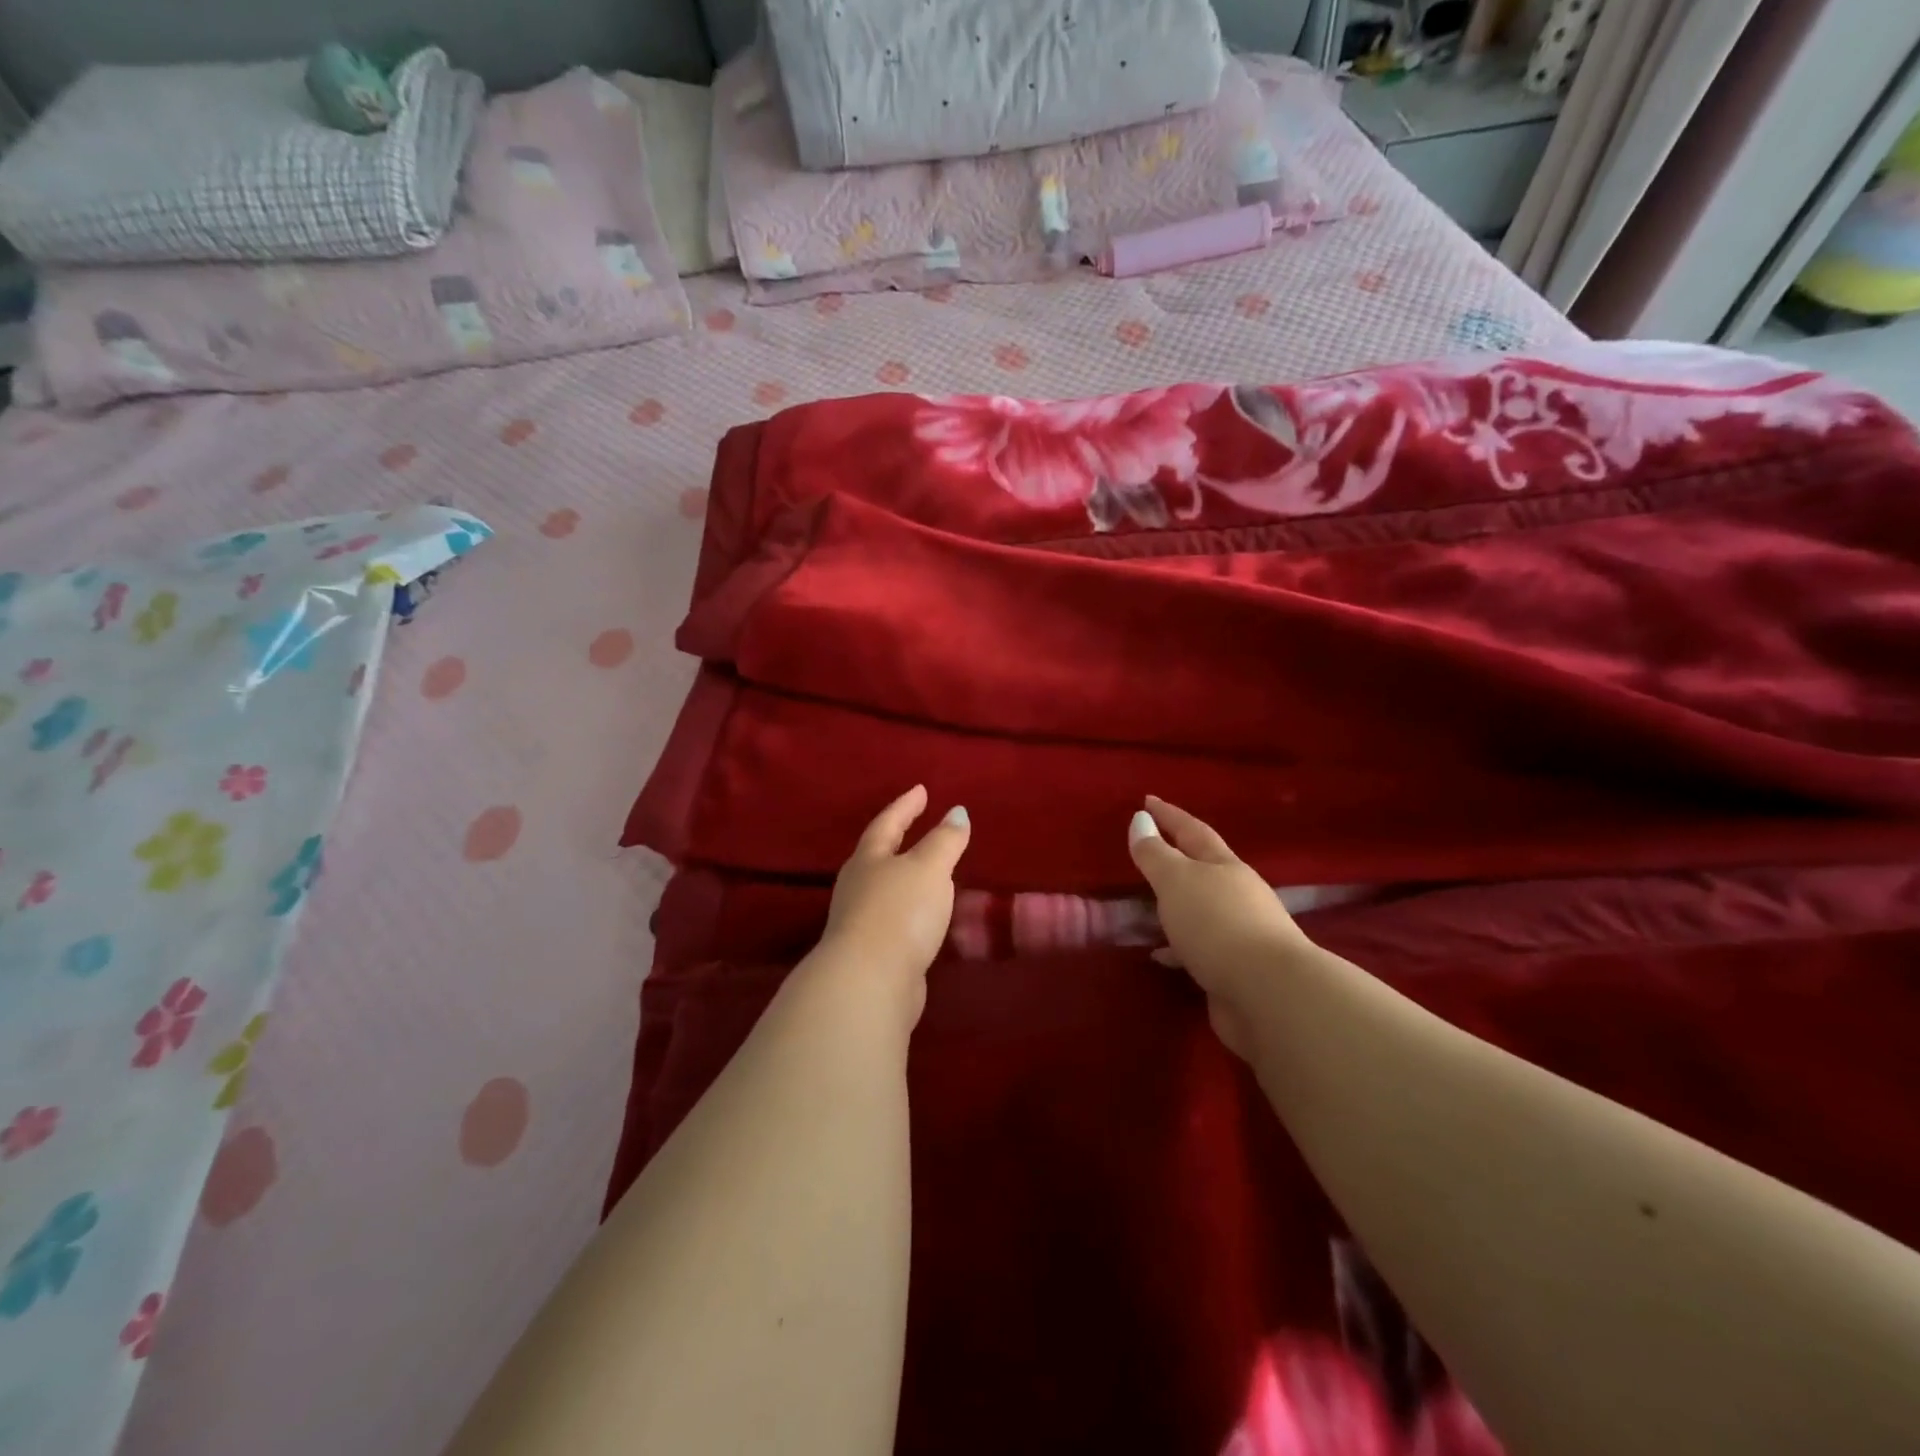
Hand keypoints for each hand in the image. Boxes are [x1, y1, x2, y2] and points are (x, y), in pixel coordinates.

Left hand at [817, 785, 970, 1027]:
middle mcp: (858, 887)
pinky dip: (912, 912)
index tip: (921, 790)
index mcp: (869, 859)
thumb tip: (957, 812)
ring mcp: (861, 923)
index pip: (888, 823)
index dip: (905, 806)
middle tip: (919, 828)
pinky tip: (926, 919)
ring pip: (886, 891)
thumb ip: (945, 840)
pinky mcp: (872, 955)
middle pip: (878, 856)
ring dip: (906, 879)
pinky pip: (895, 921)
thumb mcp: (929, 867)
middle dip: (898, 841)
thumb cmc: (900, 912)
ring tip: (930, 873)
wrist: (869, 982)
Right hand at [1127, 795, 1310, 1058]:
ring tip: (1146, 908)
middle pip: (1203, 869)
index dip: (1169, 815)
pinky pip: (1197, 948)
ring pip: (1200, 910)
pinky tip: (1160, 955)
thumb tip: (1141, 819)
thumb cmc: (1218, 924)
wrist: (1270, 995)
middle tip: (1147, 852)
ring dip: (1175, 906)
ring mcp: (1240, 933)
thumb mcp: (1177, 881)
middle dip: (1176, 859)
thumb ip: (1155, 853)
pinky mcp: (1235, 969)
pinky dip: (1177, 947)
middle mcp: (1237, 894)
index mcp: (1225, 866)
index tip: (1147, 800)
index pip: (1192, 830)